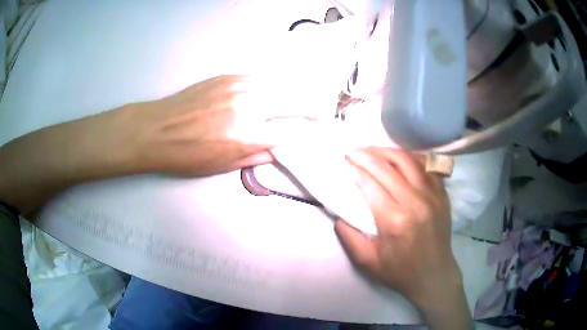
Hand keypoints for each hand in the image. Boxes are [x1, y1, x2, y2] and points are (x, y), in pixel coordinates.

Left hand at [128, 75, 316, 176]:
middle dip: (313, 108)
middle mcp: (250, 105)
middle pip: (295, 101)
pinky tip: (274, 92)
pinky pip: (261, 79)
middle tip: (320, 113)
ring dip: (295, 94)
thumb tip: (280, 148)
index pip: (293, 131)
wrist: (158, 129)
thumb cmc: (188, 156)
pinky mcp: (229, 76)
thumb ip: (258, 155)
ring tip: (301, 101)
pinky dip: (274, 86)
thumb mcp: (224, 165)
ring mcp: (240, 85)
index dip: (310, 133)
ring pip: (281, 85)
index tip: (319, 133)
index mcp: (249, 135)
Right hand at [335, 147, 471, 327]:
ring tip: (372, 150)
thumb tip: (339, 214)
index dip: (354, 169)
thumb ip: (349, 237)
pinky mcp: (442, 193)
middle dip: (365, 155)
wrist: (434, 275)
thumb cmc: (400, 271)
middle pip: (387, 167)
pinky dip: (411, 157)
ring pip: (407, 160)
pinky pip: (426, 165)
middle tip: (352, 151)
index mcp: (394, 220)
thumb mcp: (367, 261)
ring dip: (386, 151)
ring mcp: (432, 194)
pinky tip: (399, 157)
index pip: (370, 184)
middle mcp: (415, 201)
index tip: (344, 161)